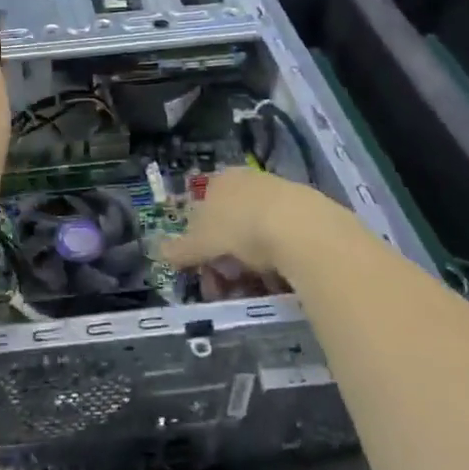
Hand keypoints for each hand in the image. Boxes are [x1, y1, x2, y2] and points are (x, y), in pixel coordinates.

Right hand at [160, 166, 354, 283]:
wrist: (302, 229)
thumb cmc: (240, 227)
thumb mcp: (201, 242)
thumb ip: (181, 249)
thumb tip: (159, 251)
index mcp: (220, 181)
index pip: (201, 211)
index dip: (199, 244)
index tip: (203, 270)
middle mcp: (249, 182)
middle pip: (229, 225)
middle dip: (224, 258)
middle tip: (225, 286)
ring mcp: (280, 195)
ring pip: (257, 235)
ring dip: (251, 264)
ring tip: (254, 289)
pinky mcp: (309, 214)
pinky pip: (284, 242)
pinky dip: (277, 262)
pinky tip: (279, 282)